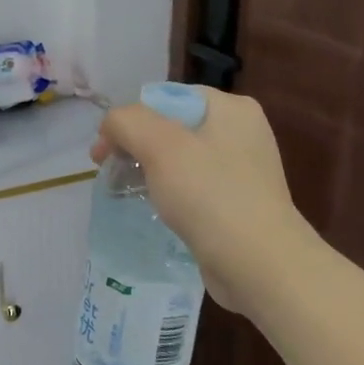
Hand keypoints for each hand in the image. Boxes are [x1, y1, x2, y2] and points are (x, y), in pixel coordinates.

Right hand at [94, 88, 321, 316]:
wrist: (260, 265)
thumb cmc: (210, 195)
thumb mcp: (160, 145)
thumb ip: (127, 122)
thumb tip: (111, 127)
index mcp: (231, 109)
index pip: (165, 98)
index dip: (129, 120)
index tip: (104, 152)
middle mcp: (241, 133)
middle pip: (171, 128)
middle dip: (135, 146)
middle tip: (109, 173)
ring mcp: (243, 171)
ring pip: (180, 160)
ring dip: (148, 171)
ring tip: (124, 192)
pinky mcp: (238, 204)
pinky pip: (193, 188)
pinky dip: (169, 195)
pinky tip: (153, 211)